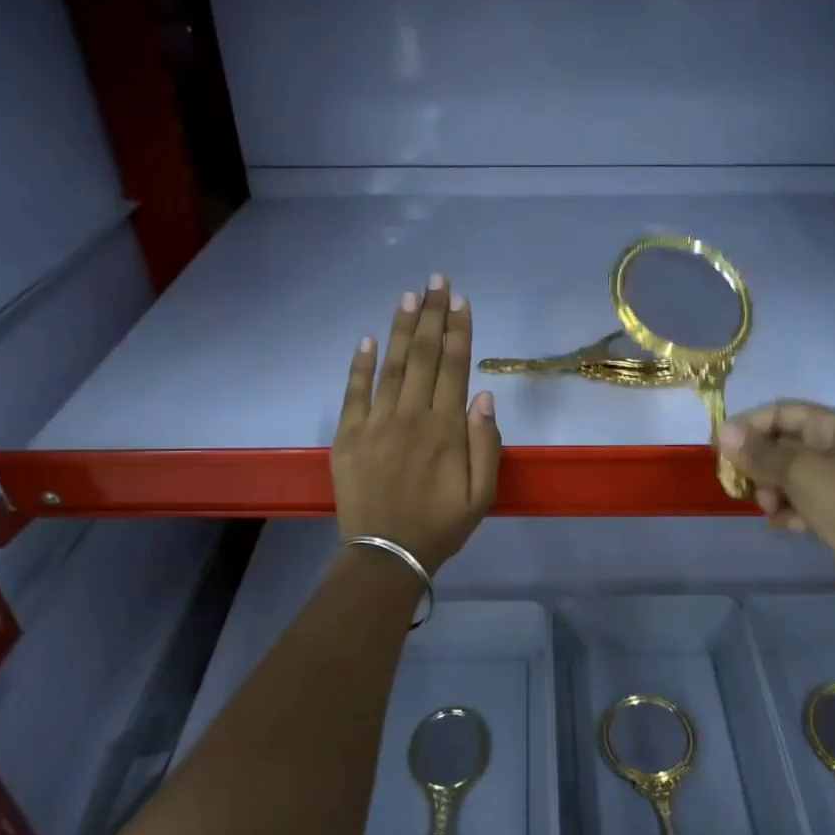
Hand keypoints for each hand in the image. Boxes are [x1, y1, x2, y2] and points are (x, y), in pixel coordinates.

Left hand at [334, 275, 500, 572]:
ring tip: (409, 296)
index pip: (455, 368)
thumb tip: (484, 396)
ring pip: (392, 366)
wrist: (386, 554)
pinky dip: (360, 365)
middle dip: (433, 316)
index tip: (461, 301)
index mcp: (446, 429)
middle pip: (425, 357)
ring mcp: (376, 423)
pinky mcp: (348, 436)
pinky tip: (367, 339)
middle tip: (437, 281)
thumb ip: (486, 444)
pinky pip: (354, 393)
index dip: (459, 331)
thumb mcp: (482, 494)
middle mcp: (411, 417)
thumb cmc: (441, 526)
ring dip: (402, 329)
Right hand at [716, 402, 834, 634]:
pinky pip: (802, 504)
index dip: (747, 426)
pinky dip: (789, 512)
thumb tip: (724, 431)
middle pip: (783, 444)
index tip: (718, 449)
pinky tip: (786, 526)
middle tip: (742, 484)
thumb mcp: (802, 472)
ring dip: (772, 490)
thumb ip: (760, 453)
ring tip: (770, 508)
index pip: (780, 412)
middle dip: (759, 463)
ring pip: (789, 477)